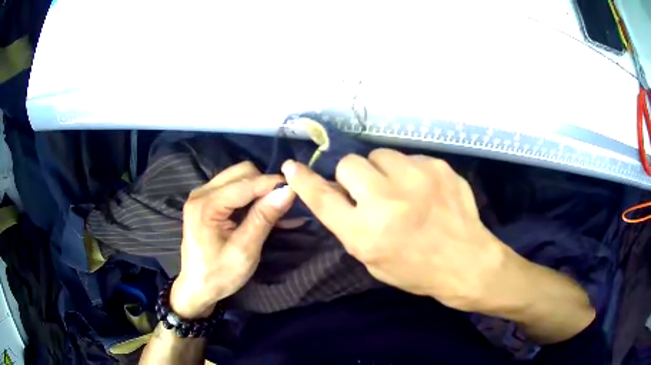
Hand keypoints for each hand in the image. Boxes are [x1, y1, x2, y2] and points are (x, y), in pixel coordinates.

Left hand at [171, 162, 294, 318]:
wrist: (197, 288)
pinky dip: (250, 197)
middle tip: (283, 205)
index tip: (297, 189)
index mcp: (205, 205)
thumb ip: (263, 218)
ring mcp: (202, 196)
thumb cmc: (219, 275)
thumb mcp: (245, 250)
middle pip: (240, 173)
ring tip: (276, 210)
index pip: (245, 183)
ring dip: (259, 190)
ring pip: (238, 178)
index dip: (272, 183)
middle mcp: (201, 193)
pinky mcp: (206, 202)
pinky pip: (233, 188)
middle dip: (264, 185)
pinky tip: (264, 211)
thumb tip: (287, 191)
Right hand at [281, 149, 510, 311]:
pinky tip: (424, 190)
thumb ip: (350, 225)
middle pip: (349, 164)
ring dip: (382, 170)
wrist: (466, 261)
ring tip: (401, 189)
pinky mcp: (438, 167)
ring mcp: (416, 179)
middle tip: (370, 191)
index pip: (322, 198)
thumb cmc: (416, 269)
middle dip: (353, 176)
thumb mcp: (372, 259)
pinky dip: (409, 171)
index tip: (293, 166)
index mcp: (366, 233)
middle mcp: (386, 201)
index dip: (304, 181)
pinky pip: (409, 157)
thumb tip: (335, 191)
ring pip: (380, 154)